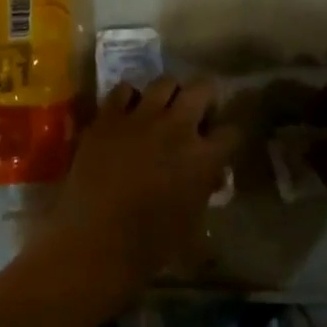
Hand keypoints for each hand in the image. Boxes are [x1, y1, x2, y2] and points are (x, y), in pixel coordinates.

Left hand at [34, 77, 238, 310]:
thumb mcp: (193, 226)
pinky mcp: (108, 117)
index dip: (227, 134)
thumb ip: (205, 193)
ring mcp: (141, 117)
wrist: (95, 240)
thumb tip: (211, 177)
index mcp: (203, 157)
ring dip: (169, 93)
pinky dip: (130, 97)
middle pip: (202, 88)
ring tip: (163, 107)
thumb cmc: (150, 245)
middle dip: (204, 96)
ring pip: (164, 82)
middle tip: (196, 112)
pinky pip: (124, 90)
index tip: (220, 141)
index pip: (231, 131)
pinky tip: (127, 112)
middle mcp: (177, 127)